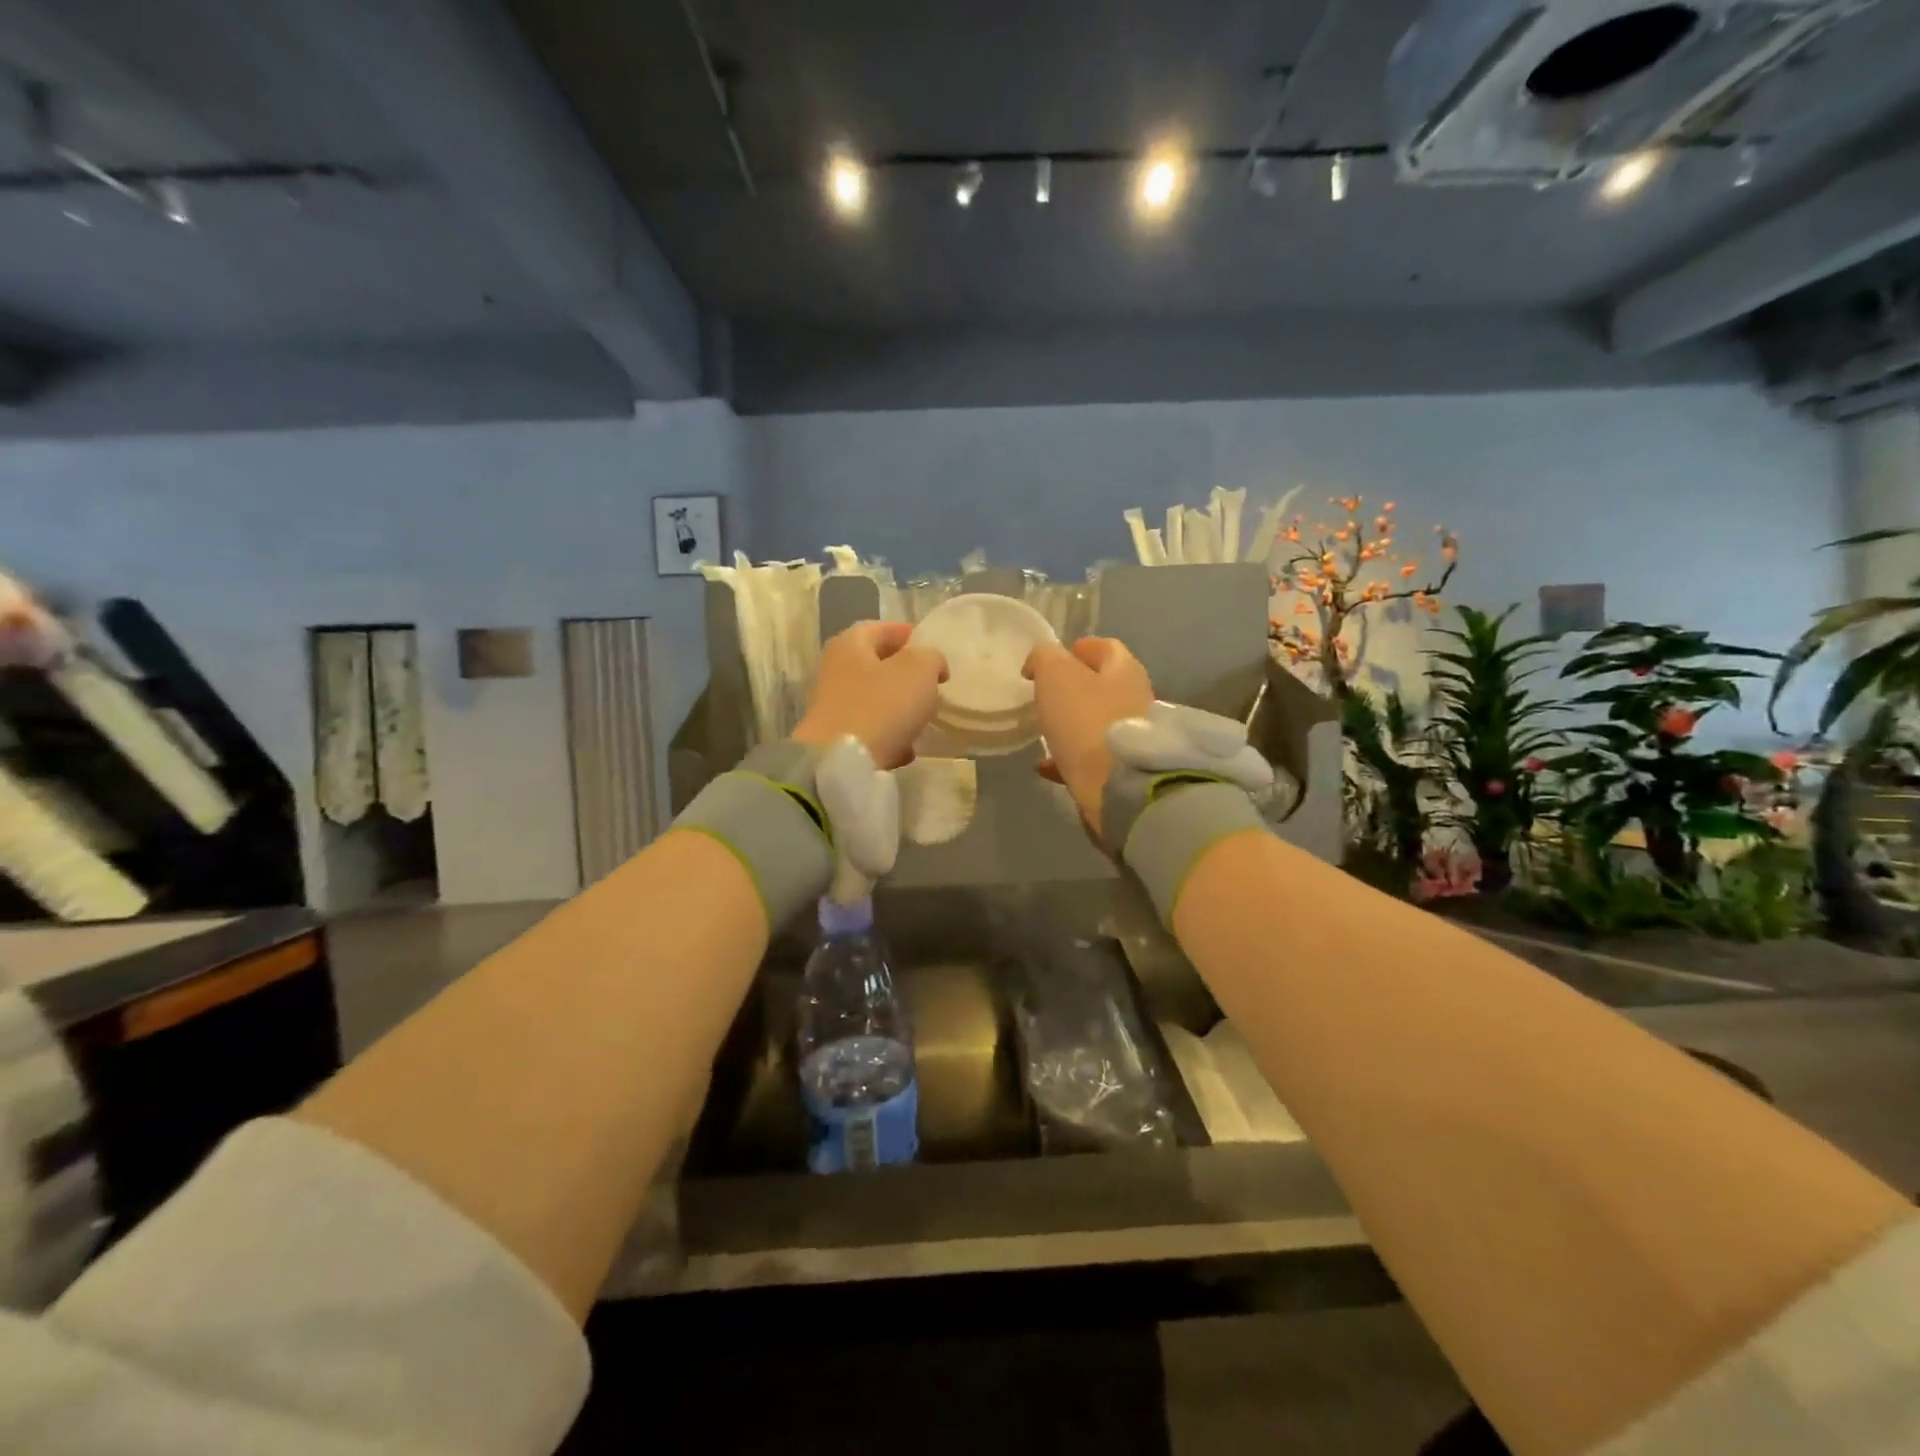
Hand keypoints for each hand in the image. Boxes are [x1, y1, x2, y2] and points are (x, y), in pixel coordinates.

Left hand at [794, 622, 946, 769]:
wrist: (840, 762)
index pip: (882, 629)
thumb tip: (931, 665)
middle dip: (905, 675)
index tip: (930, 648)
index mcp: (851, 644)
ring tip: (923, 719)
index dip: (908, 635)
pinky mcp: (836, 738)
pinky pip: (870, 730)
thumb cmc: (881, 706)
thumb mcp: (919, 671)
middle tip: (932, 685)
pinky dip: (888, 736)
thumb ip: (931, 658)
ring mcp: (833, 706)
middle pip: (877, 665)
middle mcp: (836, 670)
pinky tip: (906, 750)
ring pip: (875, 700)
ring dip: (898, 708)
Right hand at [1023, 637, 1154, 840]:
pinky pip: (1092, 757)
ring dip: (1071, 723)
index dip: (1079, 648)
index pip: (1106, 648)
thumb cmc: (1086, 720)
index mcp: (1125, 671)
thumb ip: (1045, 658)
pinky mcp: (1123, 770)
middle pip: (1103, 686)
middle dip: (1075, 687)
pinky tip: (1046, 765)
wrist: (1117, 787)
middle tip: (1045, 693)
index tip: (1054, 658)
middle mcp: (1136, 700)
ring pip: (1097, 722)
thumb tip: (1039, 662)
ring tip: (1044, 728)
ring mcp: (1132, 737)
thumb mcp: (1056, 676)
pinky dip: (1069, 757)